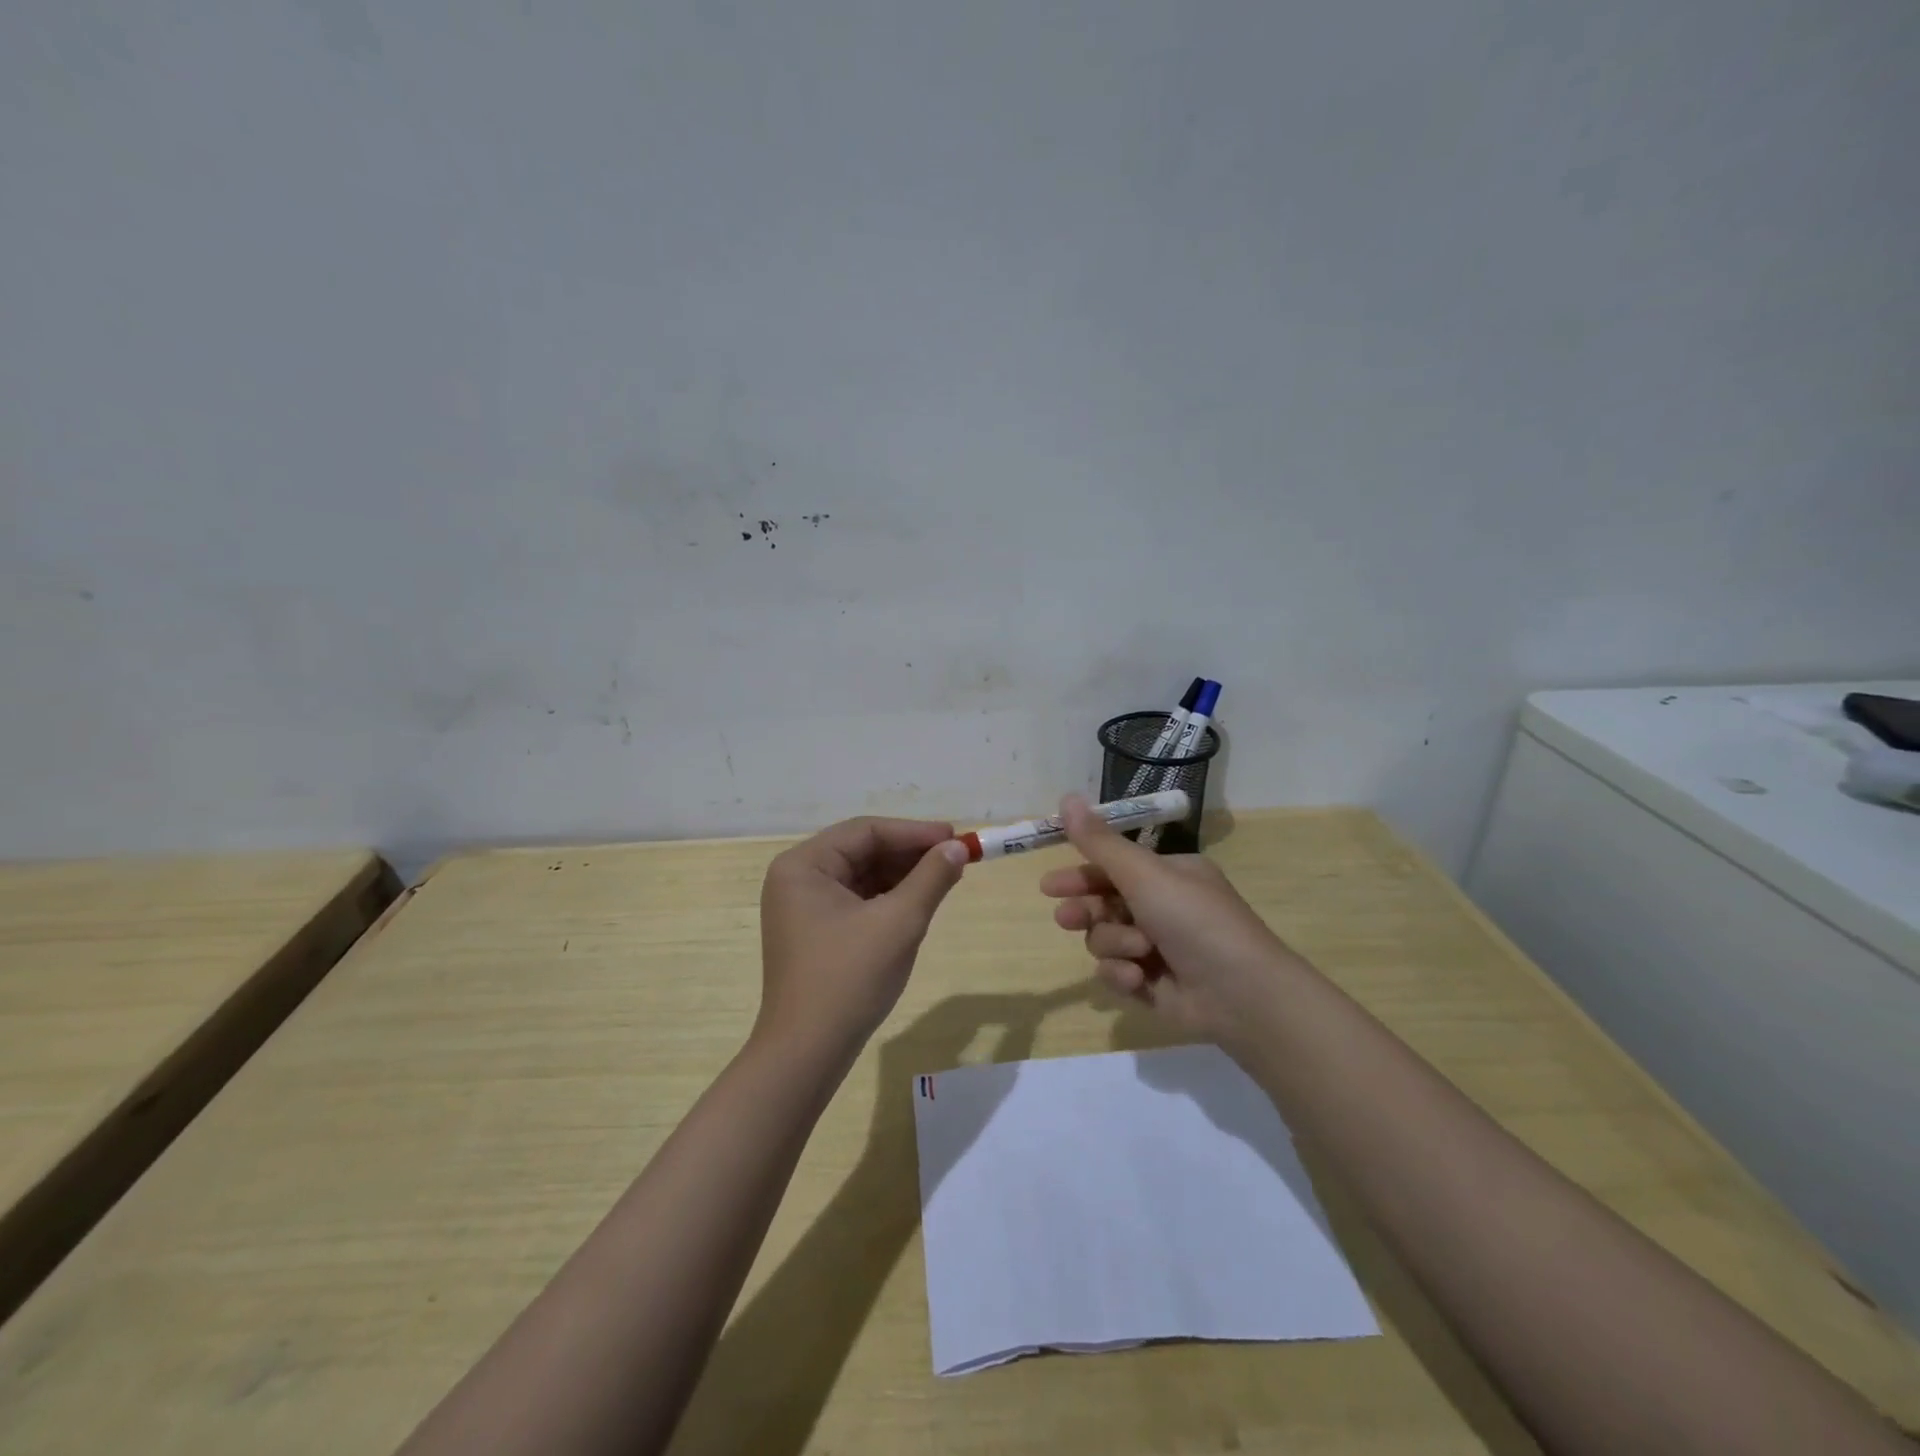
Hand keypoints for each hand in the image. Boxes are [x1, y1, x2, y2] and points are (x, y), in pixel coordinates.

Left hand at [757, 816, 968, 1058]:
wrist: (808, 1053)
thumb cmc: (849, 978)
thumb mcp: (899, 922)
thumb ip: (931, 878)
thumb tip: (958, 848)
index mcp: (804, 865)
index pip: (866, 831)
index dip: (914, 832)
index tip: (955, 838)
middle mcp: (797, 878)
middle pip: (862, 850)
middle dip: (910, 854)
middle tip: (955, 858)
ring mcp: (803, 907)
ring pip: (862, 876)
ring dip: (903, 876)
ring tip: (945, 878)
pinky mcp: (814, 932)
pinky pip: (857, 900)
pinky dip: (888, 898)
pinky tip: (919, 902)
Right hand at [1038, 795, 1294, 1041]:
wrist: (1241, 994)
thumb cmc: (1194, 920)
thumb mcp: (1144, 874)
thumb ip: (1100, 842)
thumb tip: (1066, 798)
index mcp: (1169, 875)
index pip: (1113, 868)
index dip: (1080, 875)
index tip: (1049, 886)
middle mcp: (1163, 908)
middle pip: (1104, 905)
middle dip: (1086, 911)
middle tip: (1065, 918)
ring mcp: (1158, 949)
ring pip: (1106, 940)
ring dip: (1116, 944)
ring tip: (1137, 951)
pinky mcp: (1153, 986)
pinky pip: (1117, 973)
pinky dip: (1124, 975)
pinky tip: (1138, 979)